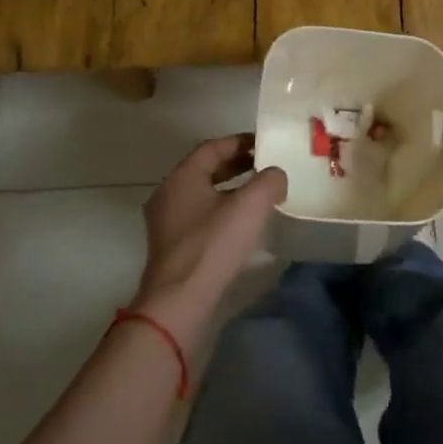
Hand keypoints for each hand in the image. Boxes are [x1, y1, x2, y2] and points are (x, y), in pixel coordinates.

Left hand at [134, 136, 285, 339]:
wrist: (179, 302)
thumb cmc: (213, 245)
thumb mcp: (250, 206)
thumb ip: (269, 181)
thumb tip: (276, 175)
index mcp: (182, 177)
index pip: (213, 147)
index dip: (240, 142)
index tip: (264, 144)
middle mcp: (168, 194)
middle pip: (205, 169)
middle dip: (236, 165)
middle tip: (264, 166)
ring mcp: (166, 222)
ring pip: (202, 194)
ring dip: (230, 189)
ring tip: (258, 194)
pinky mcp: (171, 247)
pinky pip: (199, 217)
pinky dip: (221, 211)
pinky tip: (242, 224)